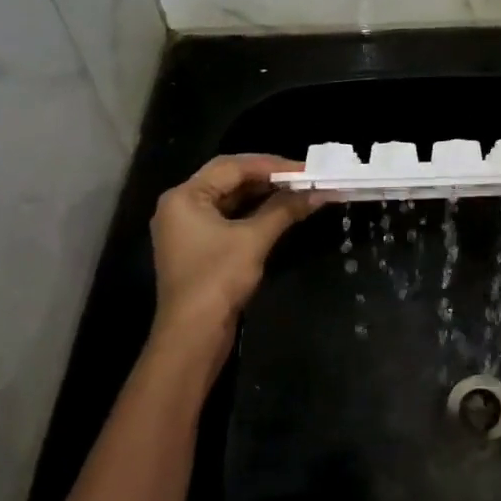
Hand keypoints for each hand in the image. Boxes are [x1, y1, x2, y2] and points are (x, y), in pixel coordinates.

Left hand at [148, 155, 314, 387]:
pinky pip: (229, 218)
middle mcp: (181, 206)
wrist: (193, 335)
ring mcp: (188, 228)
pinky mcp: (199, 247)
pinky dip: (255, 213)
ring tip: (298, 192)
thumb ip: (285, 209)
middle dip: (269, 178)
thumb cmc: (218, 279)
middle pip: (229, 179)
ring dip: (264, 196)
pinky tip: (281, 212)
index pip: (232, 166)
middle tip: (305, 178)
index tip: (306, 169)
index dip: (271, 165)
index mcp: (185, 196)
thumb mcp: (254, 239)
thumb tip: (319, 192)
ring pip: (231, 199)